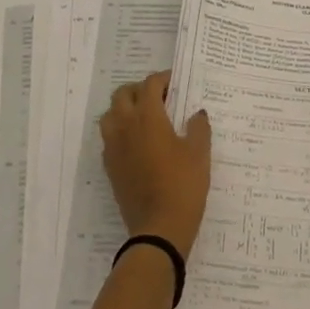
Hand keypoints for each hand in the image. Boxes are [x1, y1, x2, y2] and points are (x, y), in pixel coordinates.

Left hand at [100, 71, 212, 257]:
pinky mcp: (110, 166)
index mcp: (147, 117)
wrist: (159, 229)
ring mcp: (114, 147)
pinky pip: (109, 137)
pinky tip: (138, 142)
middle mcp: (125, 126)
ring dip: (125, 108)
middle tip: (160, 97)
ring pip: (111, 114)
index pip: (150, 85)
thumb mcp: (199, 154)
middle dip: (140, 90)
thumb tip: (196, 114)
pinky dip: (120, 130)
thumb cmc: (183, 185)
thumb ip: (198, 128)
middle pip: (123, 94)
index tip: (176, 83)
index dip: (163, 79)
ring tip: (145, 117)